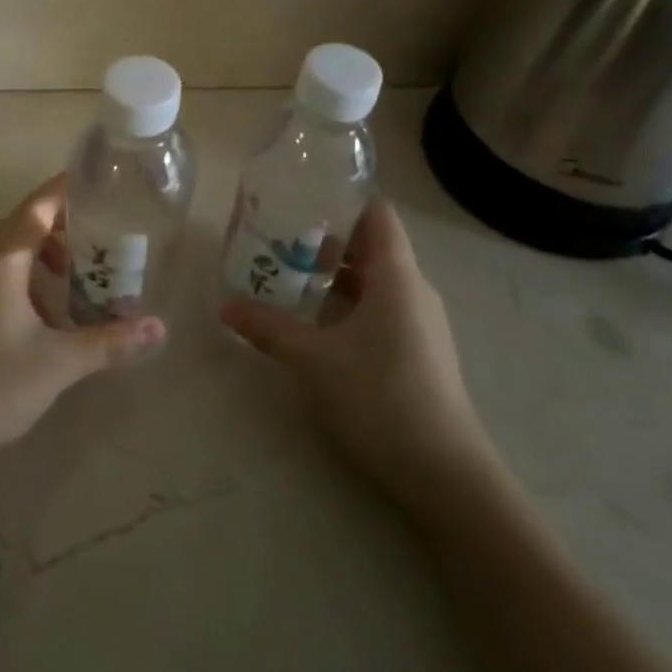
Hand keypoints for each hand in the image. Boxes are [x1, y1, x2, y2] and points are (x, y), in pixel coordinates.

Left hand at [0, 175, 165, 493]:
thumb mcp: (59, 362)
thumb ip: (110, 341)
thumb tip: (160, 328)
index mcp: (0, 258)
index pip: (38, 206)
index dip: (66, 190)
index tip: (98, 181)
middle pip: (22, 225)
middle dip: (61, 227)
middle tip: (101, 239)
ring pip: (5, 252)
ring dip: (40, 255)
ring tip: (75, 279)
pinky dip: (20, 276)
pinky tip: (40, 314)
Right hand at [221, 200, 498, 517]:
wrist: (447, 476)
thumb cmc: (381, 398)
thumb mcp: (314, 360)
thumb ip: (268, 329)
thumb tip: (224, 306)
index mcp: (397, 276)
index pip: (375, 213)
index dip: (341, 197)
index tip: (299, 195)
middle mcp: (413, 290)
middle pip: (370, 245)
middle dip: (324, 237)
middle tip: (277, 237)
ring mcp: (419, 323)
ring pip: (373, 280)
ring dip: (334, 275)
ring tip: (288, 275)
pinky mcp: (418, 351)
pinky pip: (379, 308)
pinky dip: (346, 303)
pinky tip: (315, 321)